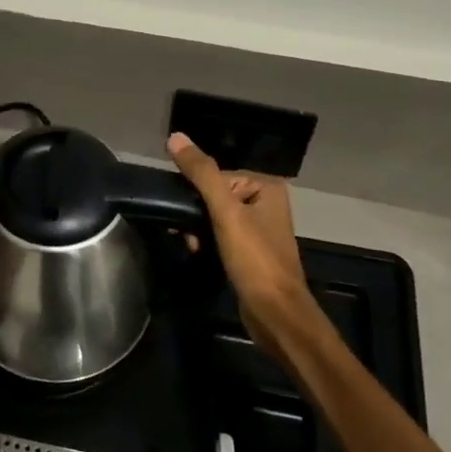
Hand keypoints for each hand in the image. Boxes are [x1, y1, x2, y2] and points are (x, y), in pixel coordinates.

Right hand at [167, 133, 327, 370]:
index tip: (185, 215)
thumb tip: (175, 137)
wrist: (275, 314)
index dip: (195, 194)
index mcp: (266, 186)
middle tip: (187, 234)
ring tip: (193, 246)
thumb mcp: (226, 212)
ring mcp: (258, 228)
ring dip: (198, 230)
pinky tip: (198, 254)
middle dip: (196, 215)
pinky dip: (206, 242)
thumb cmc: (255, 260)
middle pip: (214, 196)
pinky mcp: (250, 251)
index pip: (216, 176)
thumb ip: (202, 174)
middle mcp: (265, 202)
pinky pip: (220, 235)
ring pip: (214, 217)